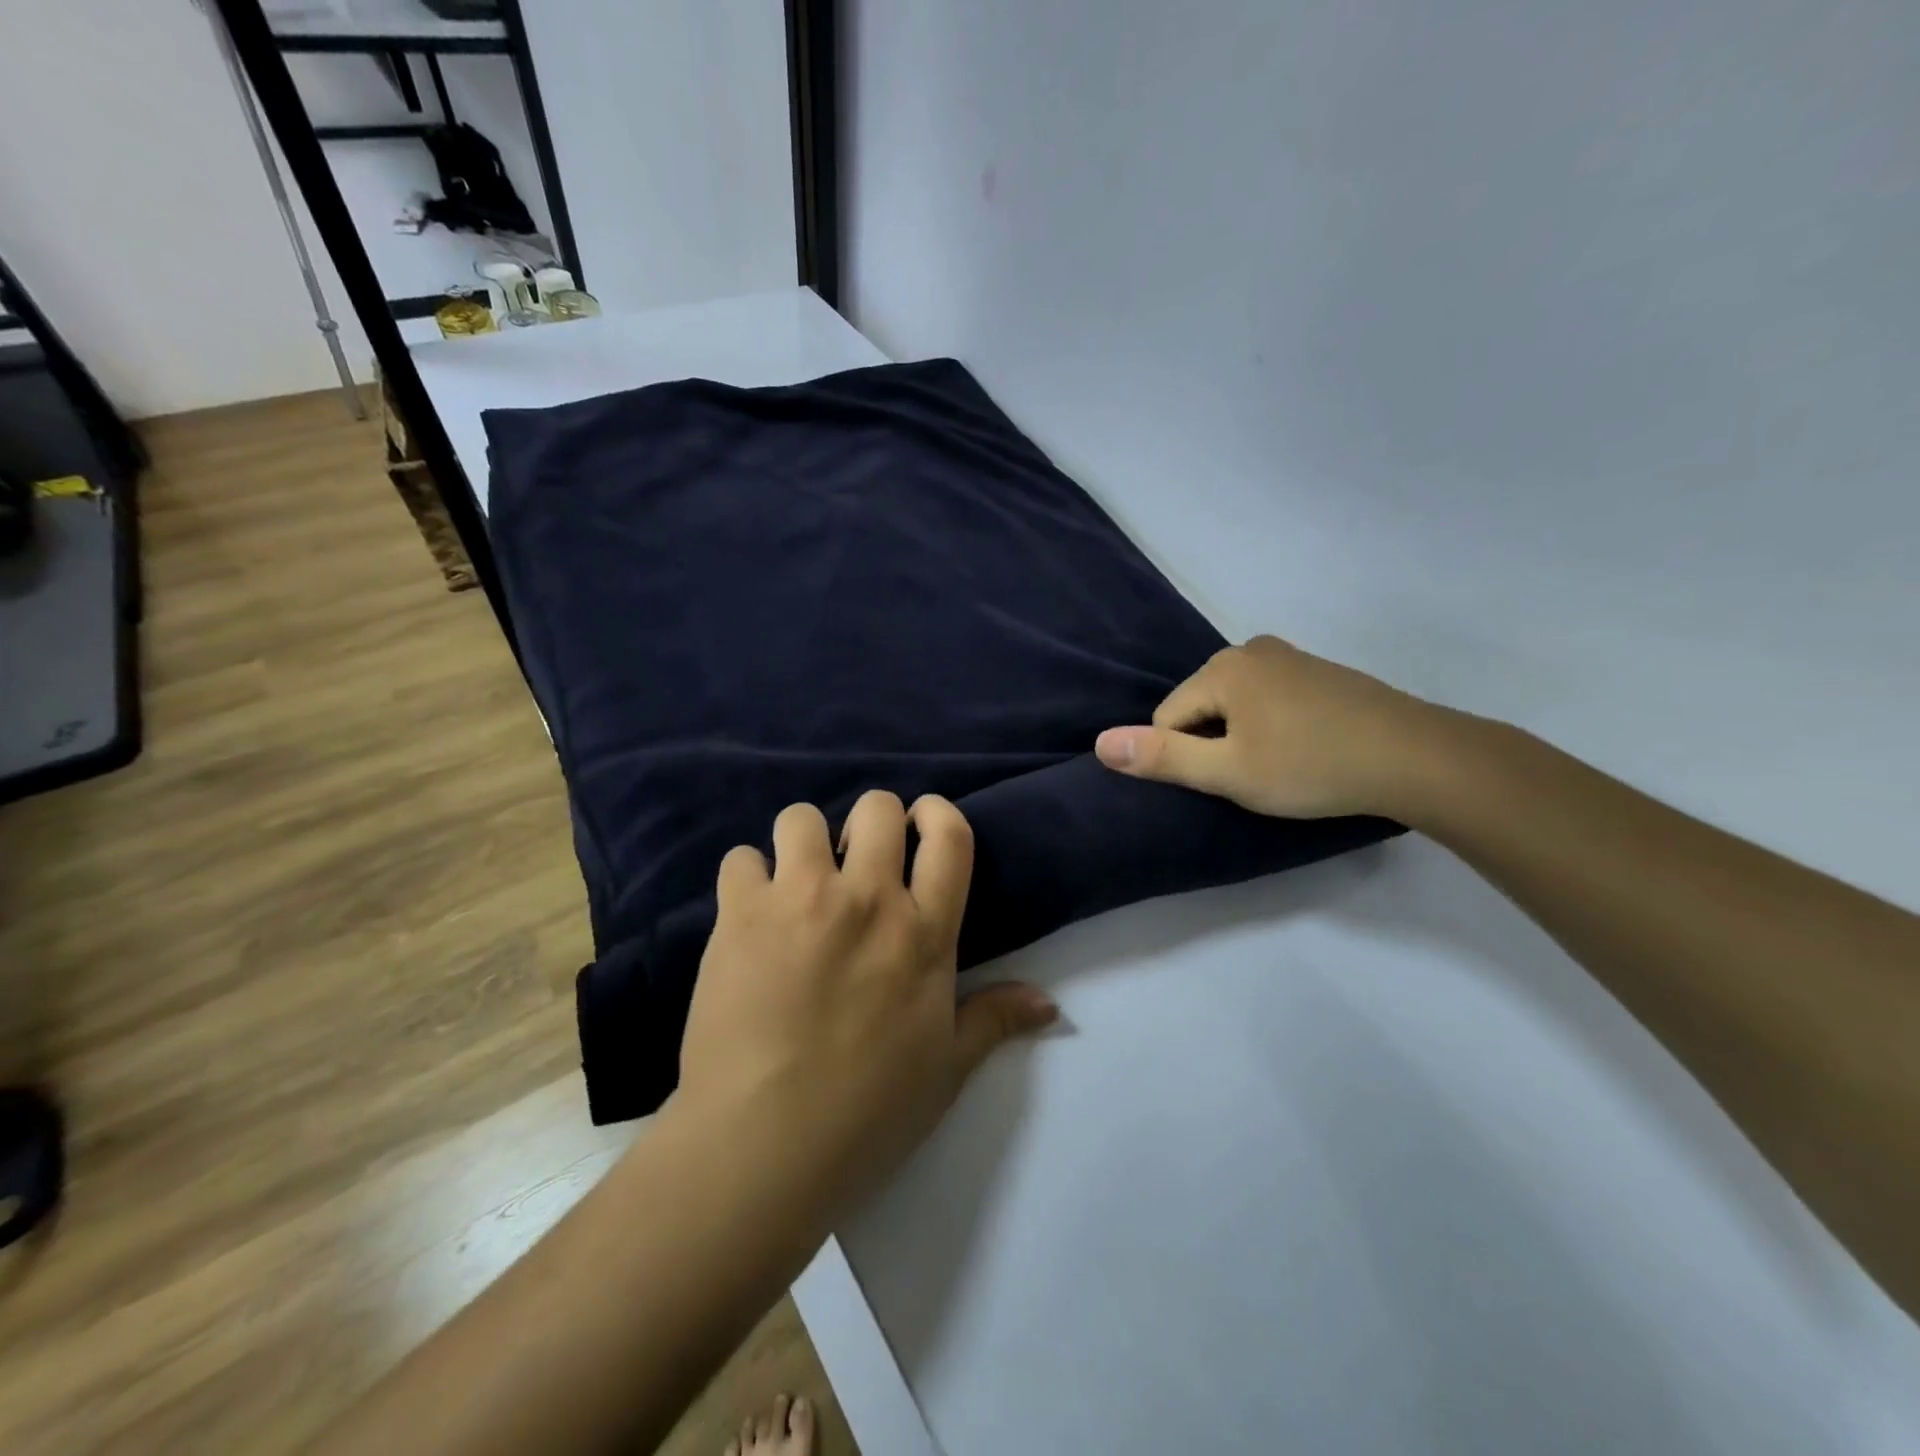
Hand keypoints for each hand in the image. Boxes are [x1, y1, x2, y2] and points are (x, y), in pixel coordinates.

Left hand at [674, 790, 1057, 1209]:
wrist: (762, 1146)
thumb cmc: (867, 1113)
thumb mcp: (946, 1069)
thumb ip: (995, 1021)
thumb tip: (1050, 1003)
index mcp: (924, 933)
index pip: (948, 836)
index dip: (936, 812)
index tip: (922, 820)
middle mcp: (867, 899)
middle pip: (876, 808)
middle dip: (870, 821)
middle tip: (856, 861)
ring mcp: (800, 900)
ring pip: (803, 819)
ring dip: (803, 842)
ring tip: (796, 882)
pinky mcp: (740, 914)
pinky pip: (740, 858)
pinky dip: (747, 879)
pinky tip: (747, 915)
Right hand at [1094, 635, 1450, 819]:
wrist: (1416, 757)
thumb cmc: (1311, 766)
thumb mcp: (1228, 772)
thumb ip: (1161, 758)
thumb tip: (1100, 743)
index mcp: (1223, 667)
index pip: (1168, 717)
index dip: (1186, 757)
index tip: (1226, 780)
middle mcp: (1250, 649)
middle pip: (1200, 706)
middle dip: (1214, 743)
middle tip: (1255, 775)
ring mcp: (1289, 656)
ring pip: (1235, 704)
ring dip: (1243, 735)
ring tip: (1281, 765)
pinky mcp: (1318, 671)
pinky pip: (1269, 699)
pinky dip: (1273, 724)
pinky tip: (1303, 748)